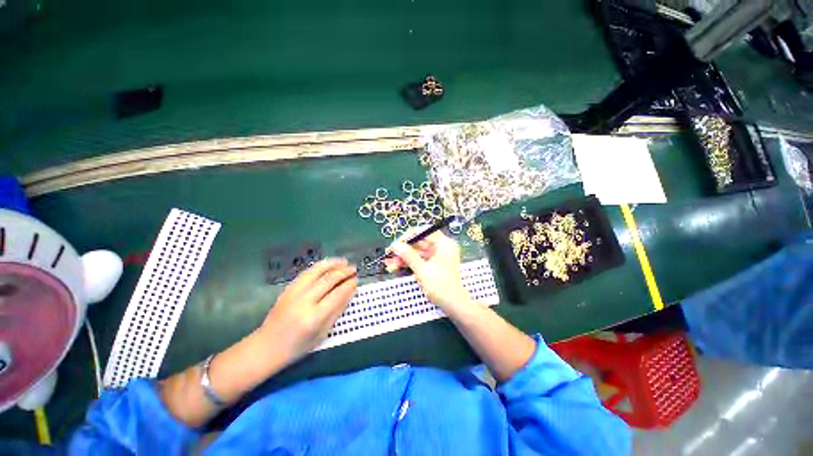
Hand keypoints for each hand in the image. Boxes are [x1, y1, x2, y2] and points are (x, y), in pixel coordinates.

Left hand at [261, 258, 356, 362]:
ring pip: (316, 271)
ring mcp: (293, 293)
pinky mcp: (287, 289)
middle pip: (328, 279)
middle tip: (353, 268)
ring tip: (343, 261)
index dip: (349, 284)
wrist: (266, 347)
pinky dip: (320, 266)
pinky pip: (307, 273)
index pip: (337, 294)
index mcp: (314, 317)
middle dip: (343, 271)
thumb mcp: (323, 333)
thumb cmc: (298, 346)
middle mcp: (304, 301)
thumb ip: (338, 309)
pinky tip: (328, 265)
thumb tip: (351, 290)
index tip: (356, 279)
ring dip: (332, 264)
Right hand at [384, 229, 470, 311]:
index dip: (408, 237)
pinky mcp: (433, 264)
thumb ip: (408, 256)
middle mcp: (441, 247)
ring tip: (389, 265)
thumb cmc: (440, 286)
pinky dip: (409, 263)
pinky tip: (396, 267)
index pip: (424, 232)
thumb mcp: (422, 270)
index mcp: (443, 244)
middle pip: (419, 243)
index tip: (396, 244)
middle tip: (389, 256)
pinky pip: (419, 259)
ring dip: (403, 258)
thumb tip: (395, 245)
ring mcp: (437, 256)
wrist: (453, 305)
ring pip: (417, 252)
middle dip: (403, 251)